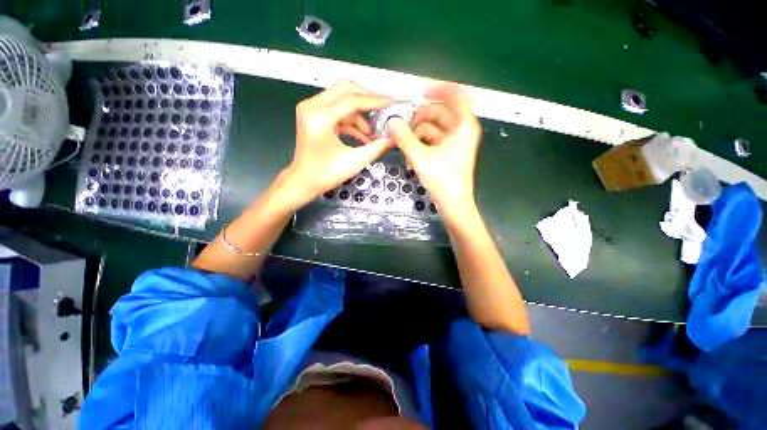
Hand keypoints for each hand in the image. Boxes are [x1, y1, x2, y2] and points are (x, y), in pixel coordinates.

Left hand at [282, 81, 393, 205]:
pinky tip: (364, 136)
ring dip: (360, 115)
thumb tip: (393, 138)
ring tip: (374, 133)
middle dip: (367, 99)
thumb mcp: (354, 161)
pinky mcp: (315, 117)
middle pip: (345, 90)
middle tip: (384, 110)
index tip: (391, 102)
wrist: (303, 183)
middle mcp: (312, 107)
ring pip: (342, 101)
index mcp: (319, 117)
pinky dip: (352, 122)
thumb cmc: (325, 174)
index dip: (374, 100)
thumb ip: (376, 147)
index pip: (351, 100)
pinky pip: (338, 112)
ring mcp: (312, 110)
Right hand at [387, 84, 481, 212]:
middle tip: (401, 125)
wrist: (453, 204)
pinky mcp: (449, 151)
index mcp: (463, 126)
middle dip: (419, 117)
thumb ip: (404, 138)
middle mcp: (462, 130)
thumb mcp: (420, 158)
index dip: (437, 89)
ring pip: (434, 127)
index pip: (455, 95)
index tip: (418, 92)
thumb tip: (391, 122)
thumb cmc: (442, 180)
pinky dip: (422, 143)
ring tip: (403, 144)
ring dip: (417, 133)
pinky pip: (433, 139)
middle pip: (439, 112)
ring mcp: (455, 141)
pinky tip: (410, 153)